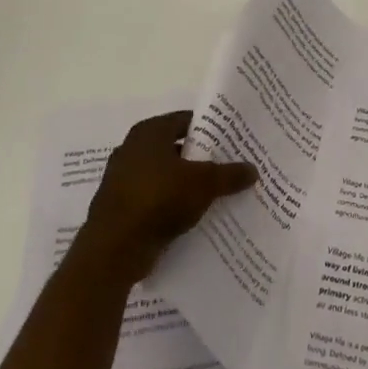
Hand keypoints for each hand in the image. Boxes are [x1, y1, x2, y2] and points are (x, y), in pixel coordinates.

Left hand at [73, 111, 256, 284]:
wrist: (114, 248)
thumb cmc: (159, 198)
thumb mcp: (205, 183)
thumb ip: (230, 174)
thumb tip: (253, 170)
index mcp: (149, 132)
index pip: (185, 120)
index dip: (210, 127)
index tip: (232, 137)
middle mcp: (132, 149)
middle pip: (176, 147)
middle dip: (201, 157)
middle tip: (231, 164)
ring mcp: (123, 179)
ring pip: (166, 175)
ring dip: (187, 182)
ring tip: (218, 191)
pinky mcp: (121, 207)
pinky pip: (155, 198)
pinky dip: (173, 203)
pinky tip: (195, 214)